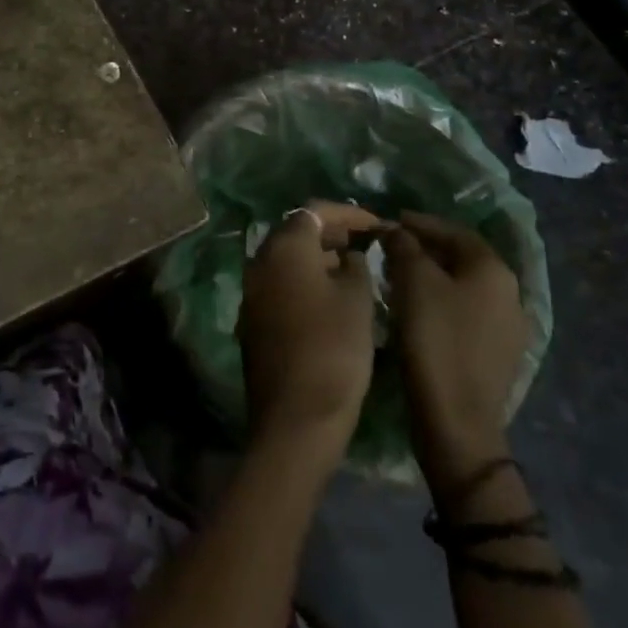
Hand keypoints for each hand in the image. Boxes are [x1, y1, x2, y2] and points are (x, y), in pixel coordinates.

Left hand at [239, 201, 377, 464]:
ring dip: (316, 256)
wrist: (295, 416)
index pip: (314, 211)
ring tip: (352, 268)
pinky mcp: (253, 317)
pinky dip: (304, 278)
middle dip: (330, 232)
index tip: (375, 225)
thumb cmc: (333, 350)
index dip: (348, 213)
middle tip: (363, 242)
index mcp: (284, 247)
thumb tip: (348, 256)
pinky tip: (329, 297)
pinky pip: (280, 282)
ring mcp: (252, 289)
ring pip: (286, 258)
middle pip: (295, 231)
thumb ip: (355, 267)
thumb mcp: (357, 301)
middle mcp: (260, 260)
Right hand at [384, 211, 529, 496]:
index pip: (454, 231)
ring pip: (463, 286)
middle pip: (462, 258)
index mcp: (495, 271)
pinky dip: (441, 301)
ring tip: (397, 275)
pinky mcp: (497, 354)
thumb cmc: (435, 339)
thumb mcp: (412, 281)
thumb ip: (404, 246)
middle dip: (425, 248)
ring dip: (432, 275)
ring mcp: (507, 328)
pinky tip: (416, 308)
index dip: (420, 222)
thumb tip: (397, 231)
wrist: (457, 420)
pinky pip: (466, 312)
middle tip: (391, 247)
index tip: (390, 220)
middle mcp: (510, 294)